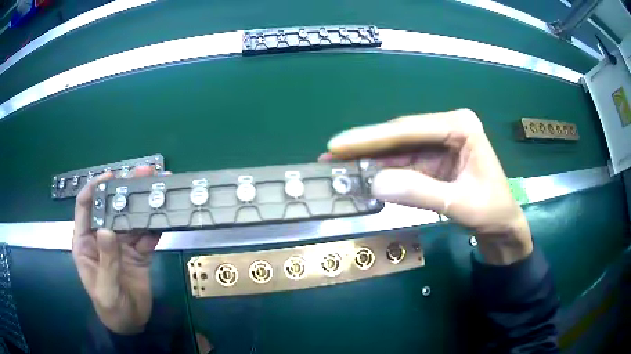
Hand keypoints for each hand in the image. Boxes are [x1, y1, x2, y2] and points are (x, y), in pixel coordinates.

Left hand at [72, 166, 160, 333]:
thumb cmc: (110, 308)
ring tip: (159, 187)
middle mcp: (103, 238)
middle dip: (126, 190)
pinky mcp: (139, 254)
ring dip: (144, 205)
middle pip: (112, 208)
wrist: (131, 324)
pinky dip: (155, 227)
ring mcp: (122, 245)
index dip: (95, 189)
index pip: (86, 208)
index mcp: (86, 242)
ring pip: (132, 220)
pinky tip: (164, 217)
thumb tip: (107, 229)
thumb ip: (106, 261)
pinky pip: (147, 237)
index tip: (110, 176)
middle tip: (144, 173)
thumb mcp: (105, 289)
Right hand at [321, 109, 532, 264]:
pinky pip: (403, 164)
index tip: (338, 143)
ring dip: (369, 160)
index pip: (409, 129)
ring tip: (338, 167)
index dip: (371, 137)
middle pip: (399, 136)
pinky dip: (382, 172)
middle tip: (330, 154)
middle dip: (365, 147)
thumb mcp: (461, 204)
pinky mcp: (433, 161)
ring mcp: (439, 144)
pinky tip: (362, 176)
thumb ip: (420, 192)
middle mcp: (447, 128)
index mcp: (460, 126)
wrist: (502, 228)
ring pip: (397, 150)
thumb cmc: (492, 212)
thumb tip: (374, 184)